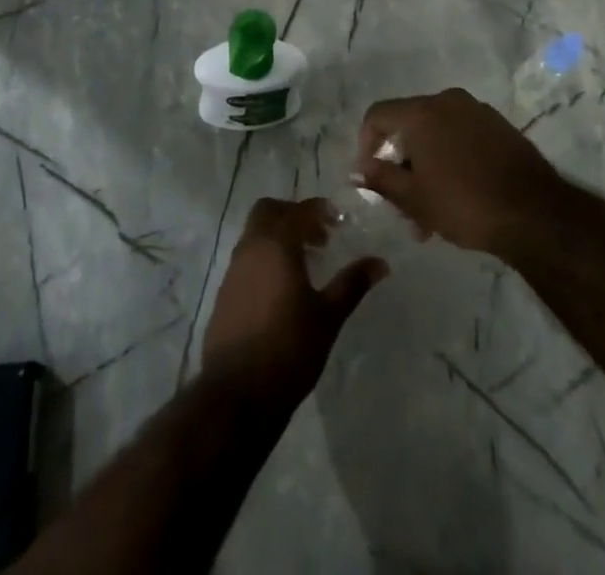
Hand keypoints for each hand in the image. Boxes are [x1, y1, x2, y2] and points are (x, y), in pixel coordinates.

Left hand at [202, 197, 387, 401]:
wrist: (236, 394)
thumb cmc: (289, 348)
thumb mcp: (328, 316)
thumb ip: (352, 283)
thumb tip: (380, 262)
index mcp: (276, 244)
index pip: (298, 211)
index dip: (319, 210)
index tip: (338, 220)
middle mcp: (251, 248)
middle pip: (268, 212)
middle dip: (293, 216)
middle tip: (319, 237)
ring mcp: (233, 270)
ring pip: (255, 235)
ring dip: (278, 238)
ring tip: (305, 264)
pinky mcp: (224, 293)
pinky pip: (247, 259)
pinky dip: (265, 259)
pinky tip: (283, 289)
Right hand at [356, 88, 566, 255]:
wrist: (535, 213)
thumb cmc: (464, 204)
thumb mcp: (414, 199)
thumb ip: (381, 179)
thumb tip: (361, 169)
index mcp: (422, 112)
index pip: (378, 115)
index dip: (366, 144)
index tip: (371, 177)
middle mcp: (447, 101)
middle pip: (409, 125)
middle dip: (401, 164)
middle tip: (403, 204)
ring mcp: (477, 111)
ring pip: (437, 133)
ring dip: (427, 166)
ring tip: (432, 212)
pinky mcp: (500, 126)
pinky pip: (462, 136)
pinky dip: (451, 158)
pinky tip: (459, 194)